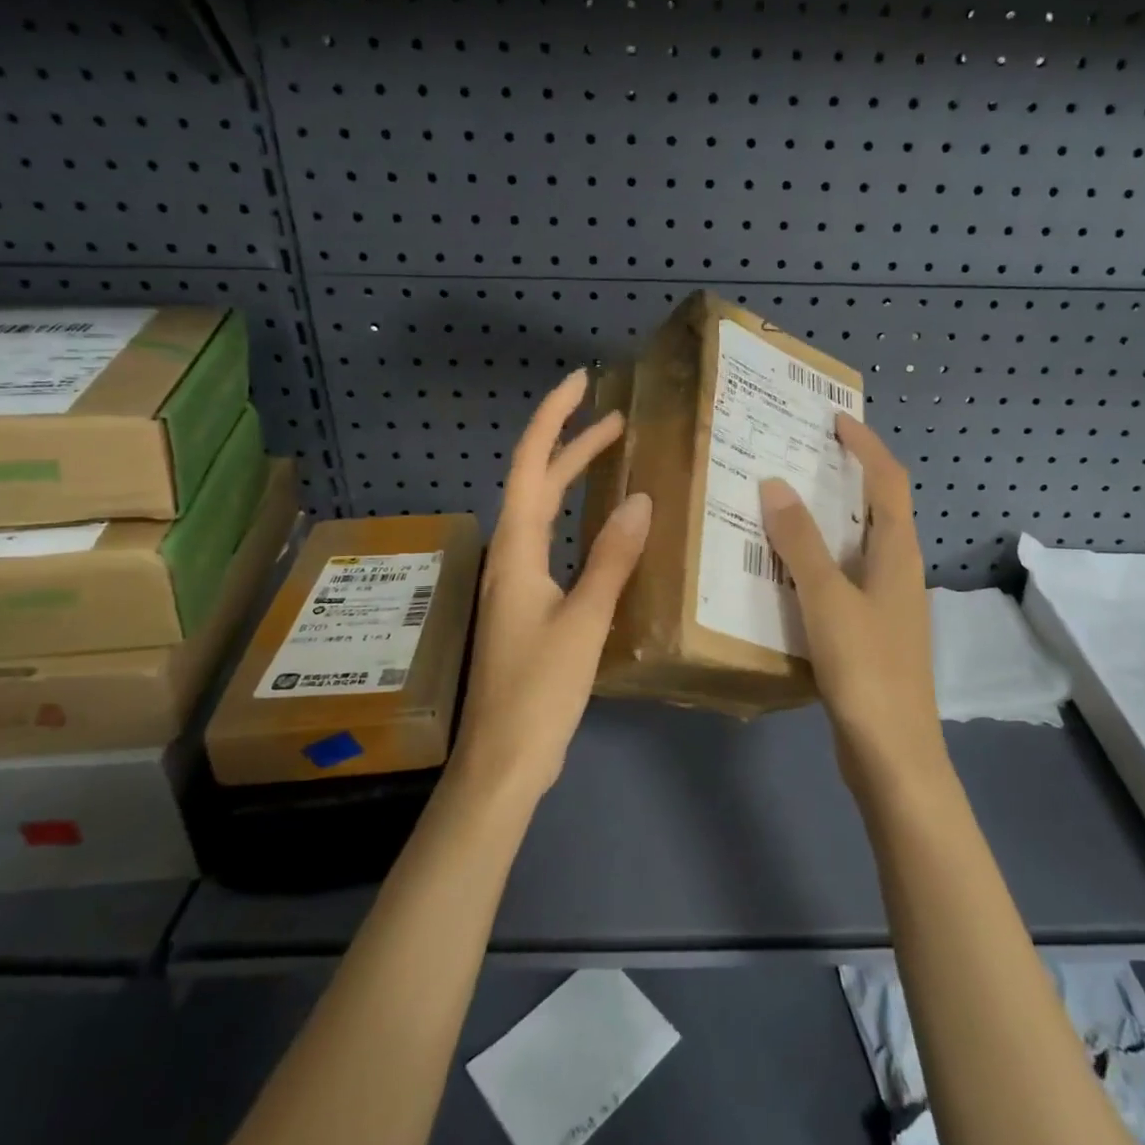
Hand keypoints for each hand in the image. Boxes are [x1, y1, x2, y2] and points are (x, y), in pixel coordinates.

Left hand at [453, 369, 652, 802]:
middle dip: (572, 444)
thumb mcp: (583, 622)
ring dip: (574, 479)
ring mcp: (519, 582)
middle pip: (537, 483)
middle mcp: (512, 557)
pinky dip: (580, 520)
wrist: (504, 761)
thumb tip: (639, 499)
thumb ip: (611, 560)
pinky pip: (555, 543)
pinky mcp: (530, 606)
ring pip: (544, 513)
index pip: (530, 466)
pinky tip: (607, 530)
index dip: (554, 420)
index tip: (581, 383)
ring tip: (614, 456)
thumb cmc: (539, 691)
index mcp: (517, 552)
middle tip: (617, 417)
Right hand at [760, 416, 944, 794]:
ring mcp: (887, 604)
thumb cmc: (866, 670)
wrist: (893, 755)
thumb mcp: (827, 600)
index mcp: (898, 554)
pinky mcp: (871, 633)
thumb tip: (775, 484)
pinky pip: (843, 578)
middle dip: (846, 476)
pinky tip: (784, 570)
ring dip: (828, 519)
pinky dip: (818, 560)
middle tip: (800, 456)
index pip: (888, 482)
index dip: (866, 446)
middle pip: (878, 508)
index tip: (835, 420)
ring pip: (858, 545)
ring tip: (784, 504)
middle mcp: (898, 571)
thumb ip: (801, 543)